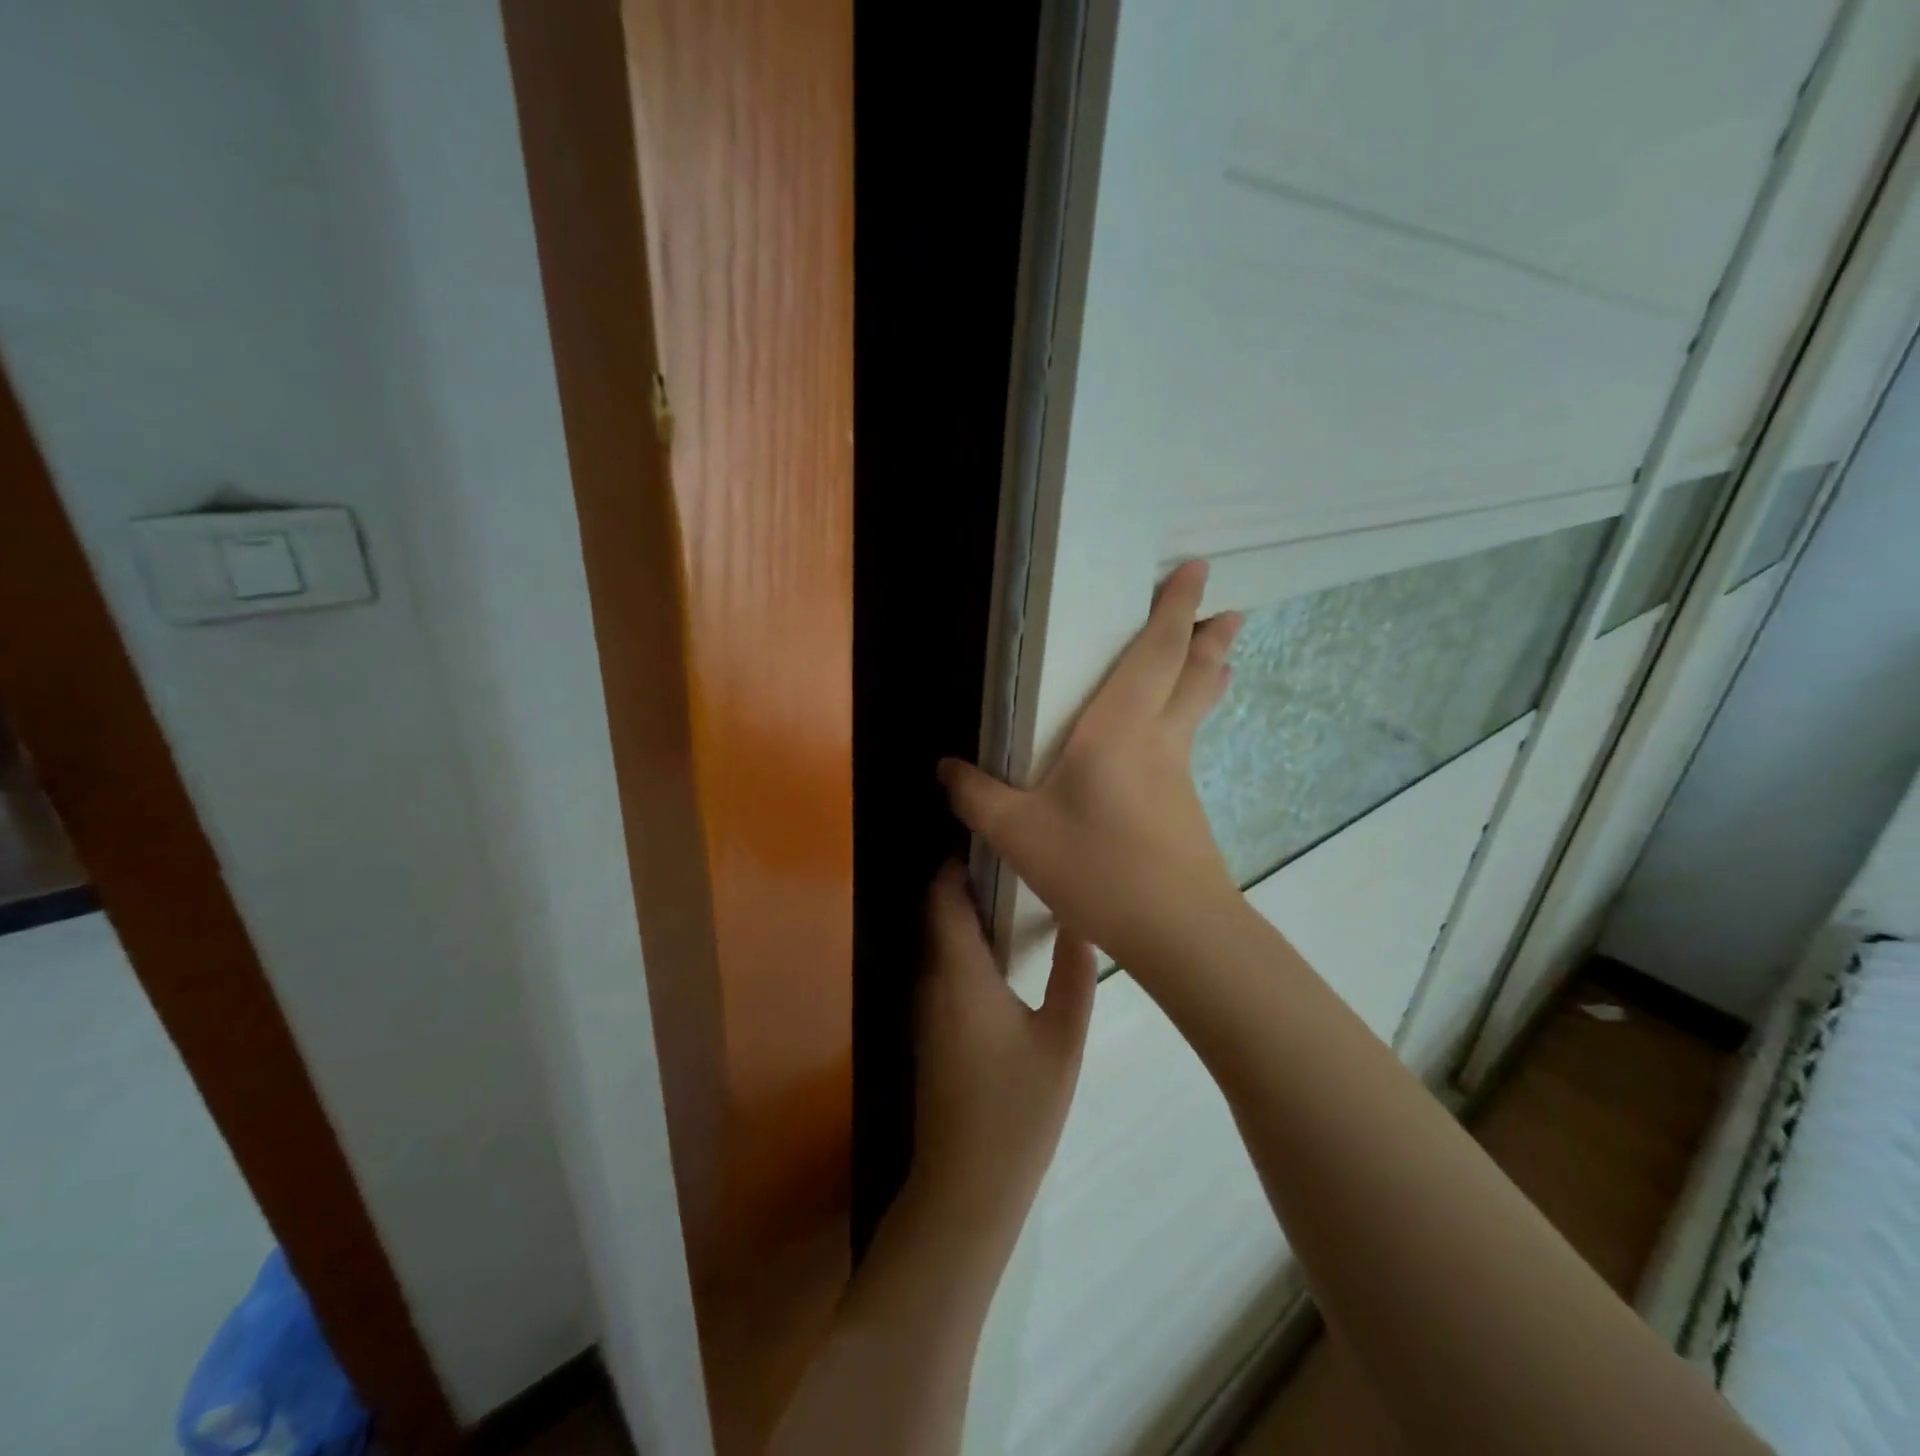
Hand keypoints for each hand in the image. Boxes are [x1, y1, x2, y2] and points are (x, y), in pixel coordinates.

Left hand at [911, 863, 1095, 1254]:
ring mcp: (925, 1007)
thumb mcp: (1061, 1041)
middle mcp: (932, 981)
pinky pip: (941, 967)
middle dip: (964, 882)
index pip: (943, 898)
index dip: (957, 863)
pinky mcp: (929, 1029)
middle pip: (937, 914)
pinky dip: (961, 945)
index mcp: (959, 973)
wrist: (965, 1185)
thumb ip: (1073, 977)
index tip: (993, 842)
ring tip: (1012, 896)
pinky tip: (999, 951)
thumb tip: (1082, 926)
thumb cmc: (1016, 1109)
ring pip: (938, 941)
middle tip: (1014, 863)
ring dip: (963, 914)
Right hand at [937, 560, 1243, 975]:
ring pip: (1195, 714)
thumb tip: (944, 769)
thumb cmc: (1096, 866)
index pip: (1155, 652)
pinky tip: (1169, 746)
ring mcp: (1178, 778)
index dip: (1175, 607)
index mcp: (1120, 728)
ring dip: (1205, 680)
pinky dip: (1186, 725)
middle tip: (1232, 612)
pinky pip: (1184, 750)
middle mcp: (1158, 741)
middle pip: (1192, 677)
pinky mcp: (1185, 812)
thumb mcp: (1017, 832)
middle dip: (1210, 639)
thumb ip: (975, 796)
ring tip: (1218, 661)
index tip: (1200, 569)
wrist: (1176, 931)